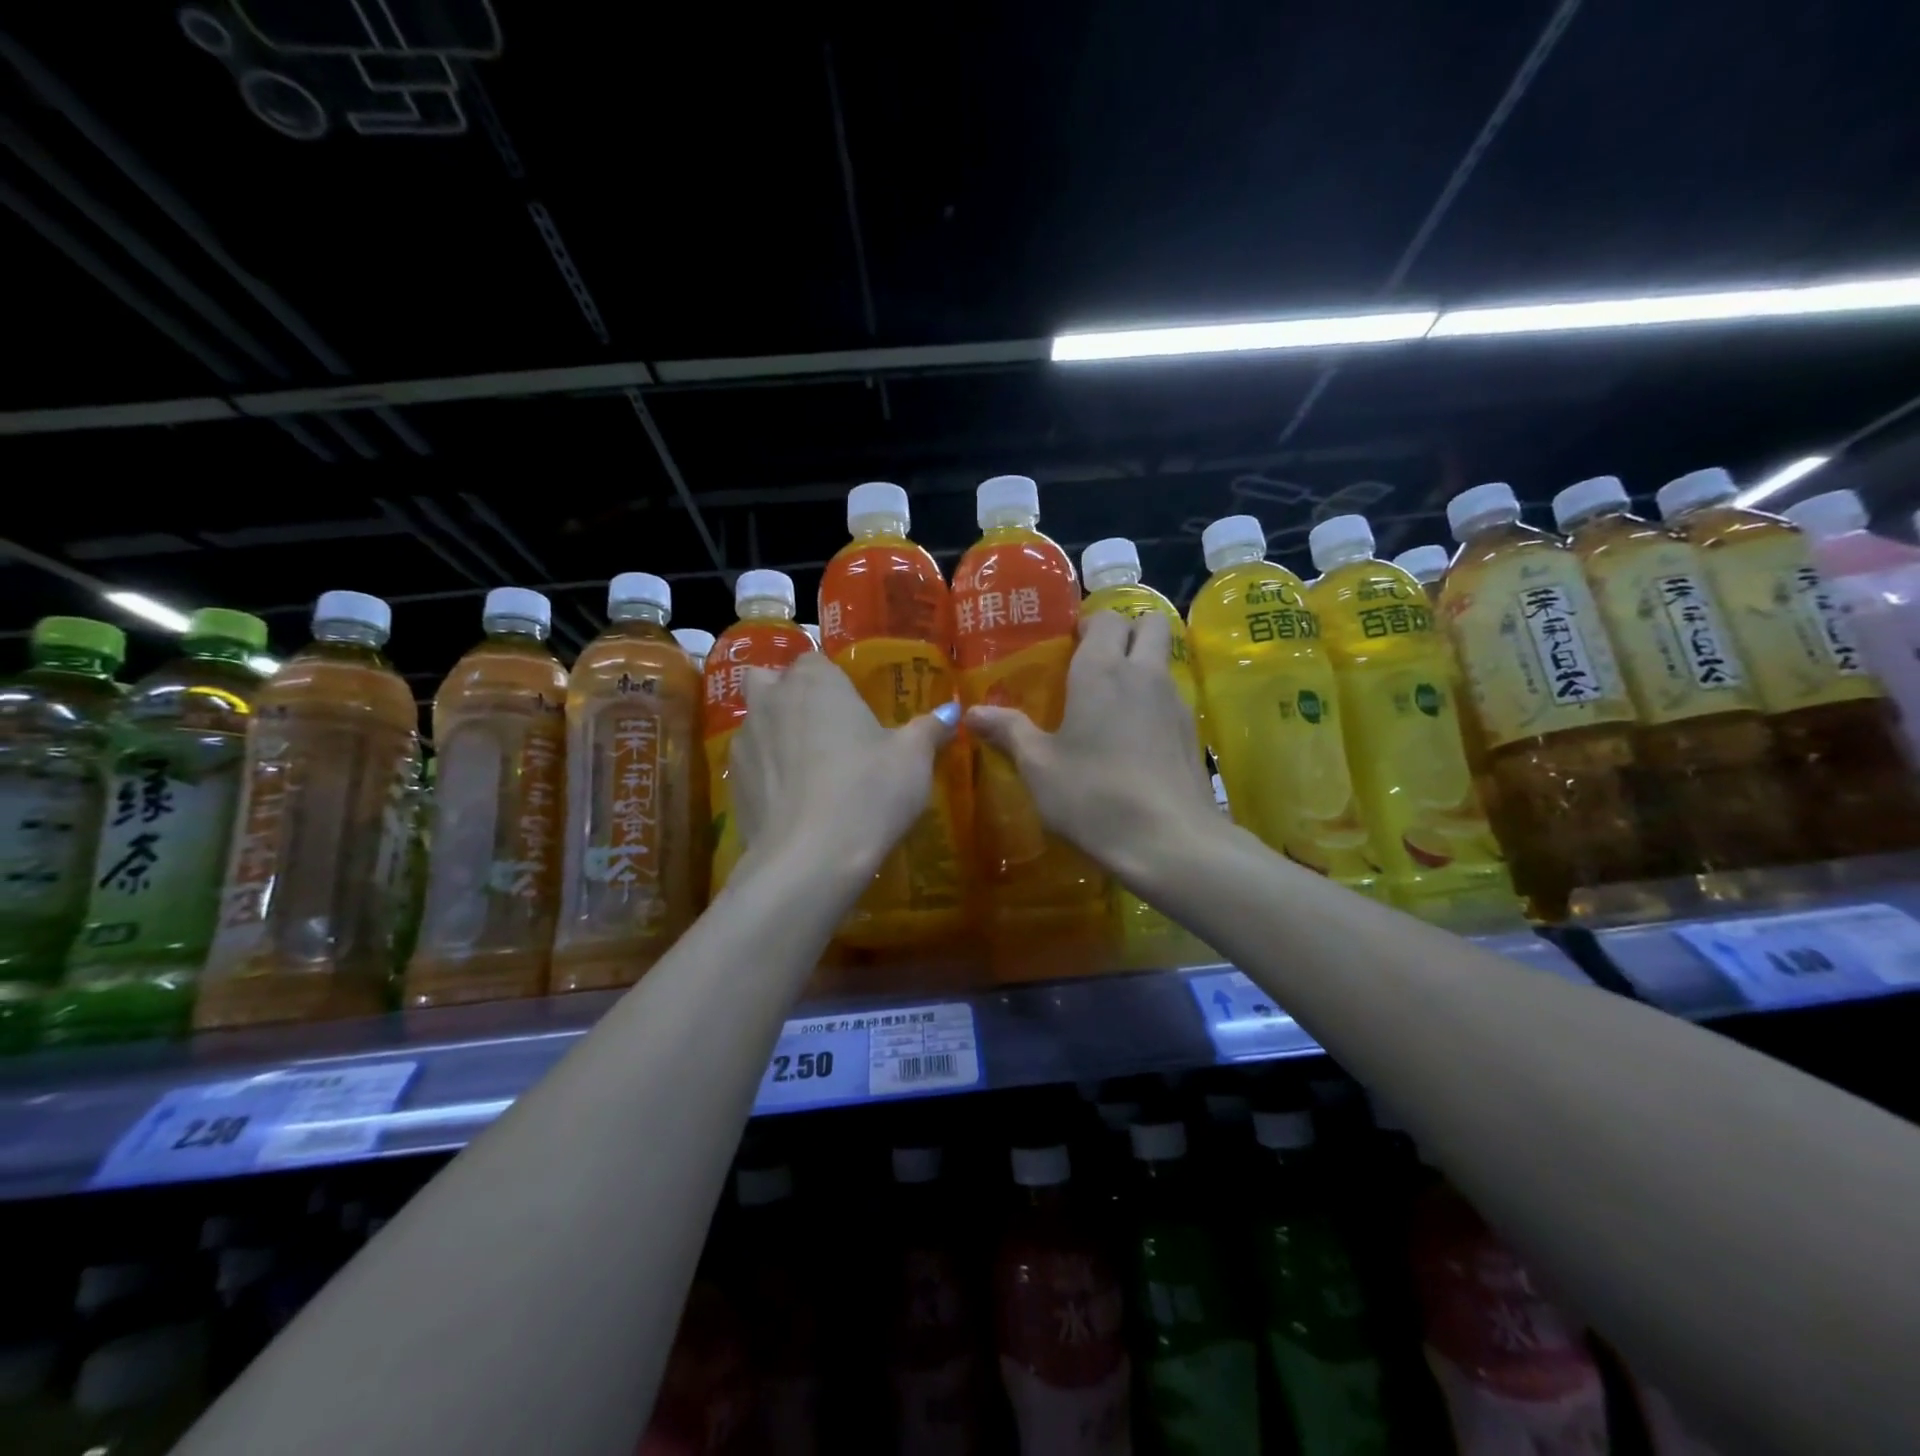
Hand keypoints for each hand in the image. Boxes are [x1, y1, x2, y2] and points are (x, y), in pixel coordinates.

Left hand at [730, 654, 957, 886]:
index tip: (853, 707)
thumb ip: (929, 728)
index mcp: (814, 682)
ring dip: (775, 734)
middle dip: (789, 695)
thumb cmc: (869, 792)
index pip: (815, 660)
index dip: (832, 681)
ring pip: (756, 723)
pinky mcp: (732, 784)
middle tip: (823, 727)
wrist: (810, 859)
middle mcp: (770, 701)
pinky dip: (767, 773)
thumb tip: (950, 711)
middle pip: (770, 681)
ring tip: (808, 769)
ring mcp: (744, 742)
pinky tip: (793, 801)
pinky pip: (749, 765)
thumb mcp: (913, 759)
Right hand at [965, 610, 1220, 885]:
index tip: (1069, 645)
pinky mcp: (1191, 731)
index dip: (1088, 624)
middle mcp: (1143, 673)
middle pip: (1149, 622)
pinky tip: (1135, 737)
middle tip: (1096, 661)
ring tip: (1112, 700)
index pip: (1106, 617)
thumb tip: (972, 712)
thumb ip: (1008, 731)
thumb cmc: (1093, 795)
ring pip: (1164, 658)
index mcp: (1101, 670)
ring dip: (1142, 662)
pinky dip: (1155, 698)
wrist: (1168, 840)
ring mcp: (1174, 700)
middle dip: (1125, 630)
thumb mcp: (1038, 766)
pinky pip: (1172, 694)